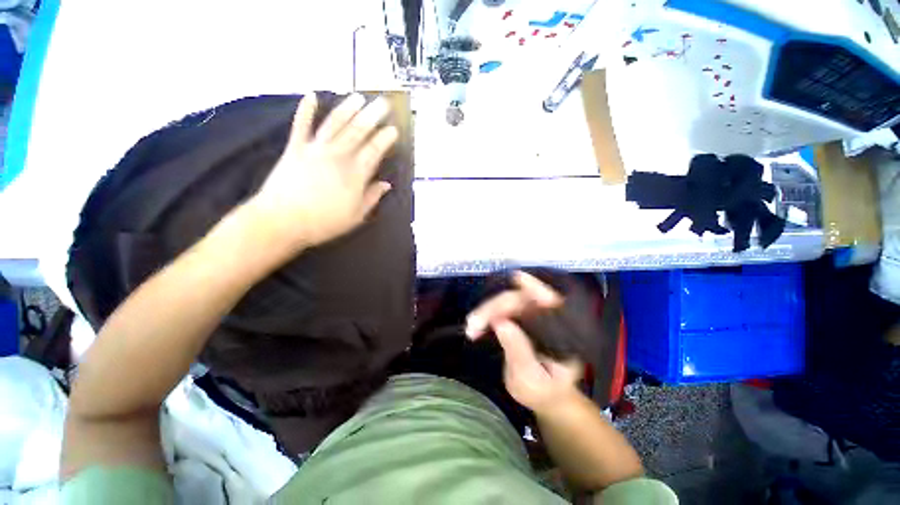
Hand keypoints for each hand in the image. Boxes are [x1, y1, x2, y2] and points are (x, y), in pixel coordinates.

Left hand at [248, 93, 398, 249]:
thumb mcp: (356, 216)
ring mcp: (315, 149)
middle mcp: (337, 156)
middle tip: (382, 102)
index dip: (385, 139)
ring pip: (335, 124)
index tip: (393, 129)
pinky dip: (306, 110)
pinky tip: (311, 95)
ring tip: (359, 96)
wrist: (281, 221)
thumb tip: (386, 184)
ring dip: (348, 108)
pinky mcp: (295, 148)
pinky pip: (301, 125)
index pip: (374, 151)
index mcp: (354, 175)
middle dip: (372, 116)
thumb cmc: (324, 222)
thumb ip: (372, 197)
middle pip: (357, 132)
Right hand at [466, 272, 582, 412]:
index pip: (549, 301)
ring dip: (487, 310)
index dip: (533, 286)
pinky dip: (487, 315)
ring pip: (508, 300)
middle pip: (521, 298)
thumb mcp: (531, 380)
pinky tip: (476, 326)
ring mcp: (534, 314)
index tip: (514, 281)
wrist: (544, 395)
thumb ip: (519, 352)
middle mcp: (549, 316)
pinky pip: (502, 308)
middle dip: (495, 307)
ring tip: (471, 328)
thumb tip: (500, 322)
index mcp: (564, 331)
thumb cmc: (543, 391)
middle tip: (473, 324)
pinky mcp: (521, 316)